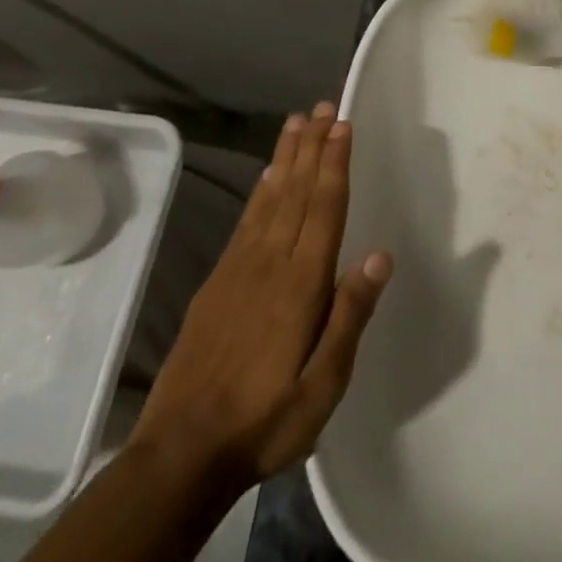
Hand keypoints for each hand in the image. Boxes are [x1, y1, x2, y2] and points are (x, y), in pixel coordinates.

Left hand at [130, 103, 392, 487]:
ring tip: (297, 123)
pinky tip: (268, 176)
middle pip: (297, 192)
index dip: (334, 164)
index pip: (324, 208)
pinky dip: (260, 191)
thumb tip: (380, 256)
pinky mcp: (218, 282)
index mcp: (302, 285)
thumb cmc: (265, 422)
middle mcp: (271, 263)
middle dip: (312, 146)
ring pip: (270, 199)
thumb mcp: (323, 387)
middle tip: (322, 108)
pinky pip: (246, 222)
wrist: (181, 453)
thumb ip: (350, 317)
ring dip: (286, 158)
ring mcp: (239, 269)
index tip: (343, 126)